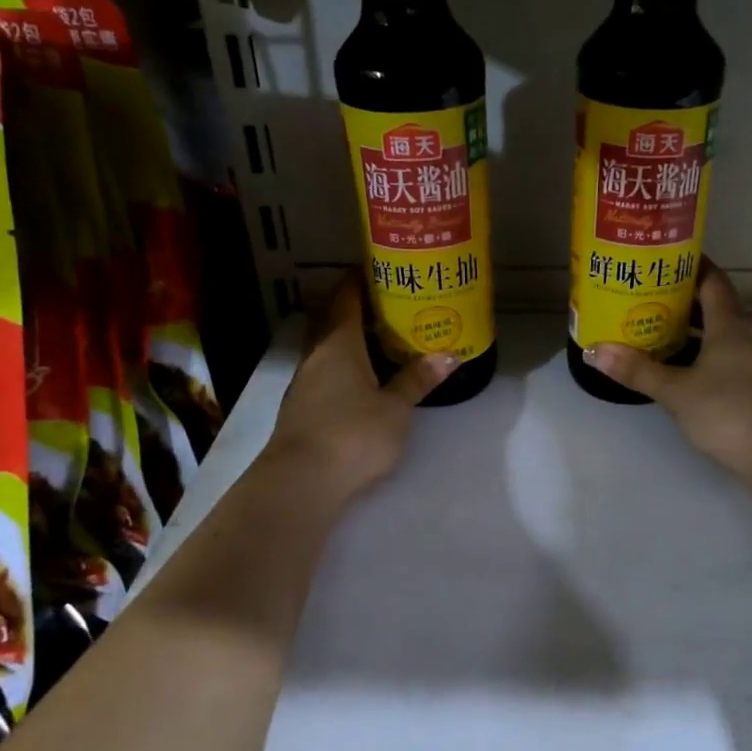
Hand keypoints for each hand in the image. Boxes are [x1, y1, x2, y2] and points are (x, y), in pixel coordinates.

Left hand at [260, 274, 456, 502]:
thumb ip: (418, 379)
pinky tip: (362, 375)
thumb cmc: (353, 434)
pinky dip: (342, 362)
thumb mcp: (396, 408)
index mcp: (338, 343)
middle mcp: (316, 355)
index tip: (381, 268)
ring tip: (380, 335)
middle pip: (332, 318)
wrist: (301, 482)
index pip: (346, 297)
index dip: (360, 279)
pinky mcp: (302, 407)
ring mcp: (305, 382)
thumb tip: (449, 354)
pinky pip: (325, 370)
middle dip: (355, 305)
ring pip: (326, 346)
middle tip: (387, 300)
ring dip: (348, 336)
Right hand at [586, 264, 751, 475]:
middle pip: (718, 306)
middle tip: (649, 298)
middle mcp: (751, 334)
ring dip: (698, 331)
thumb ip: (637, 370)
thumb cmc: (728, 412)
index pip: (712, 280)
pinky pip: (734, 357)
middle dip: (685, 300)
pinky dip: (711, 355)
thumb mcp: (675, 392)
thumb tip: (595, 351)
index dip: (690, 266)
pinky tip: (690, 371)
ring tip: (662, 333)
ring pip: (726, 334)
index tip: (663, 260)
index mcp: (731, 324)